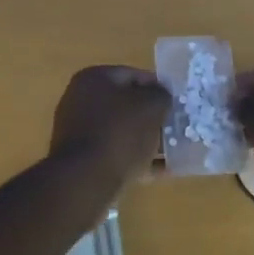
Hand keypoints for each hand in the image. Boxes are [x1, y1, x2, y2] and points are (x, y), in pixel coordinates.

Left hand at [50, 66, 170, 183]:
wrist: (85, 180)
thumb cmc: (120, 133)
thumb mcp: (151, 107)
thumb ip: (161, 95)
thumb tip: (160, 96)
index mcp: (94, 78)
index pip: (134, 75)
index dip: (158, 88)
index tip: (176, 104)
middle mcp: (80, 99)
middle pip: (125, 104)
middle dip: (151, 116)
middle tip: (174, 128)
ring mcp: (77, 129)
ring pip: (120, 130)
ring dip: (144, 139)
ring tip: (171, 152)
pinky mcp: (79, 158)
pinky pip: (113, 152)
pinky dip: (134, 158)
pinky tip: (158, 171)